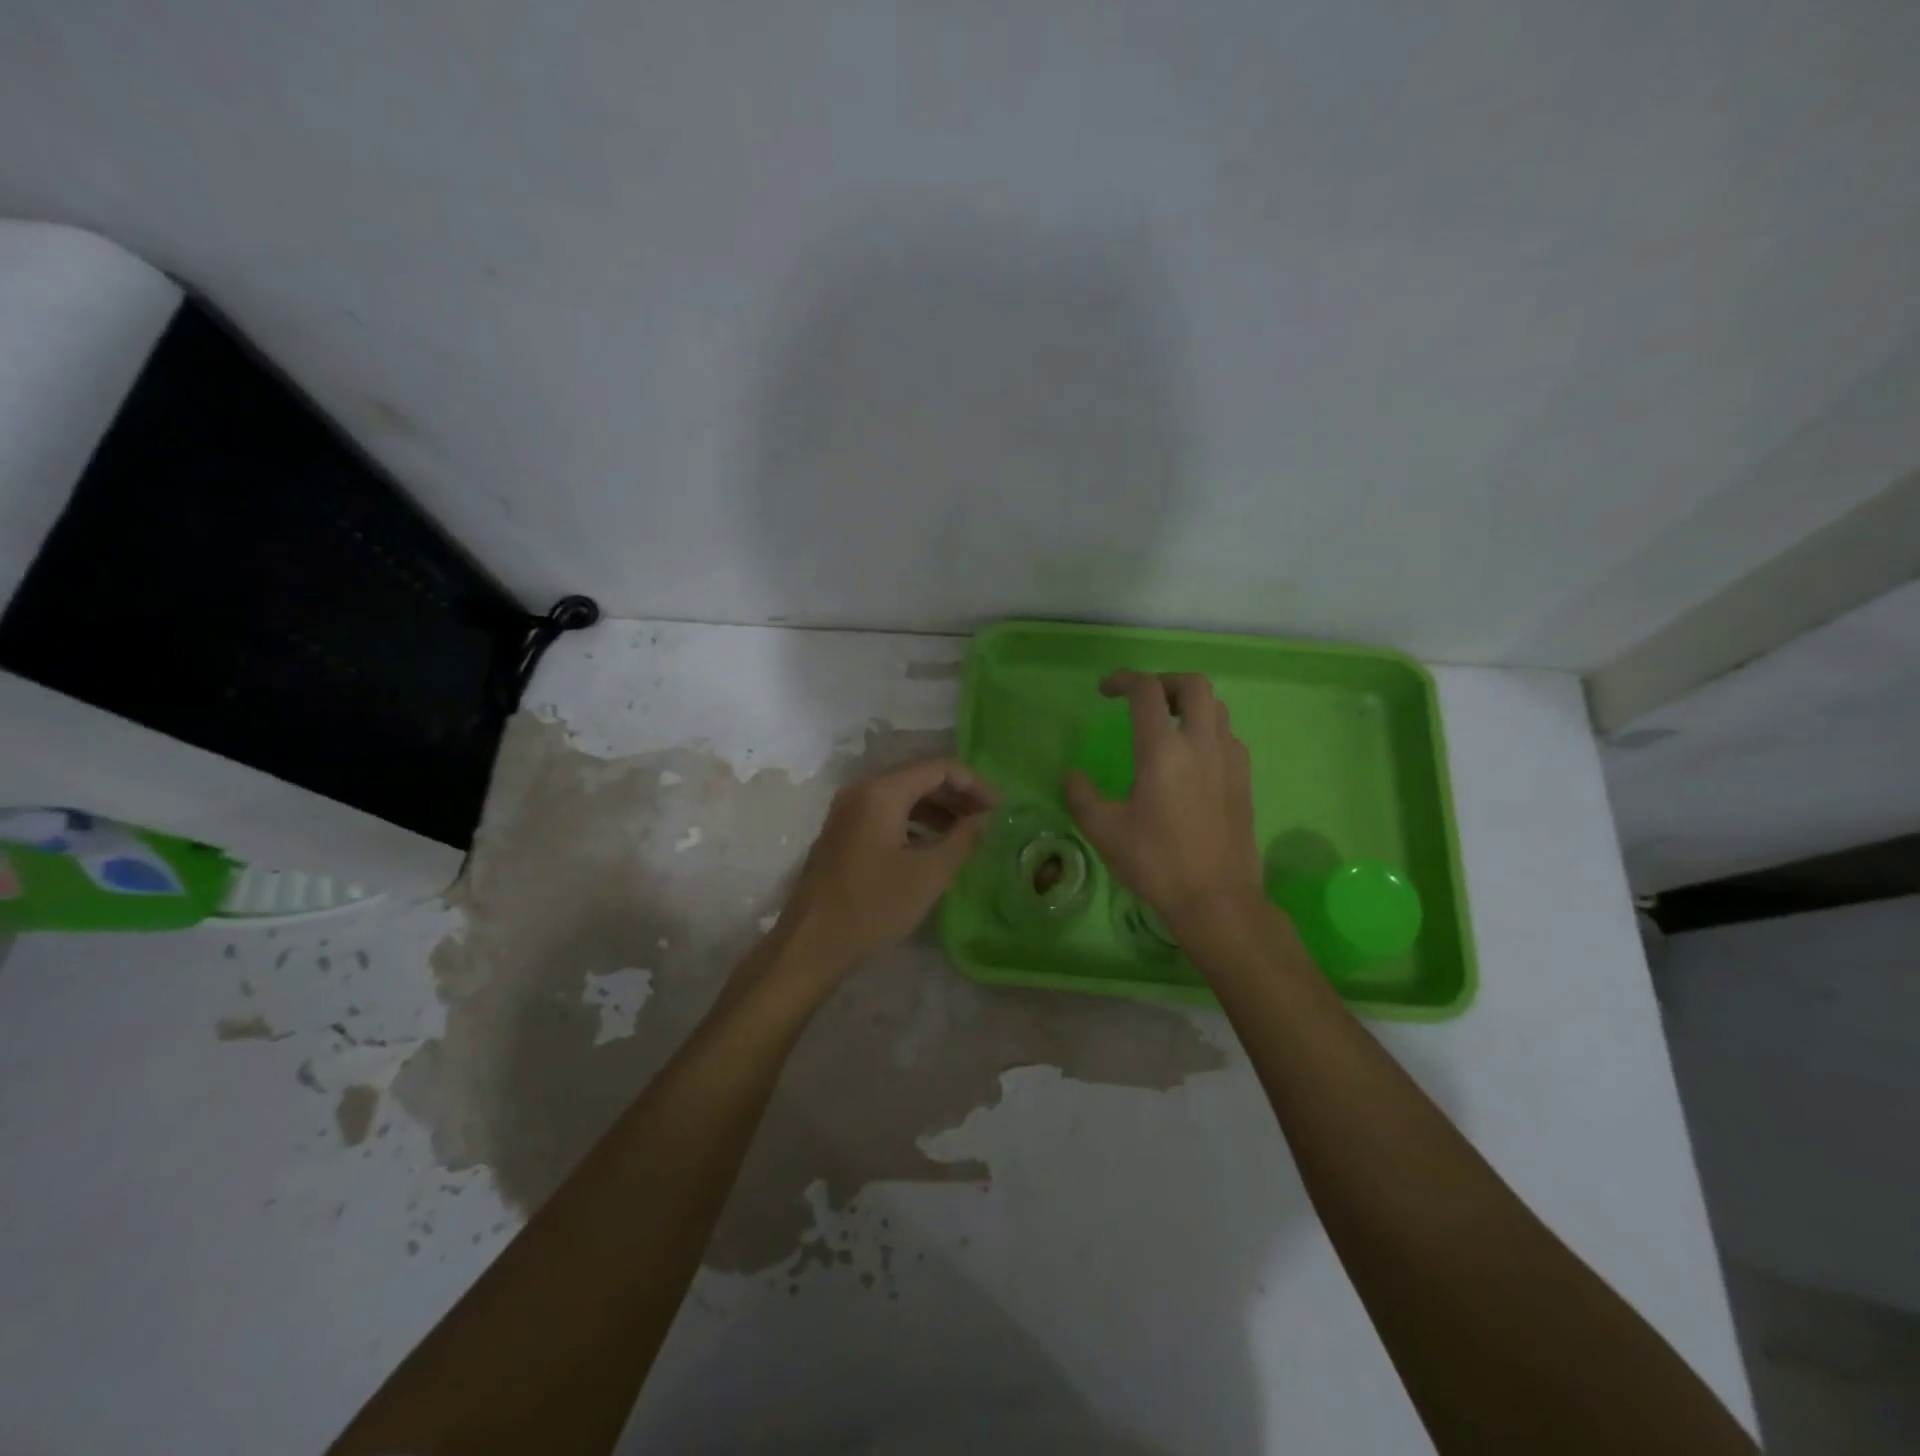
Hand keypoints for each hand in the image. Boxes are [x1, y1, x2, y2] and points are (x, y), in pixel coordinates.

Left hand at [780, 758, 994, 970]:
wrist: (812, 943)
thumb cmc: (875, 905)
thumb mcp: (929, 873)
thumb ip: (963, 839)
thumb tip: (985, 818)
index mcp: (882, 792)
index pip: (937, 768)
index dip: (972, 783)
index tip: (998, 808)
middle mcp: (861, 792)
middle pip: (917, 778)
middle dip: (955, 796)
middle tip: (986, 820)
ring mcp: (846, 813)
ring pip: (901, 797)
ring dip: (936, 810)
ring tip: (965, 835)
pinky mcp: (841, 834)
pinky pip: (884, 815)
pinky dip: (913, 823)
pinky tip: (932, 847)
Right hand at [1064, 671, 1262, 932]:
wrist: (1217, 899)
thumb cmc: (1156, 862)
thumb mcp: (1104, 830)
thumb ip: (1081, 796)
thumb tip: (1071, 775)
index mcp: (1162, 750)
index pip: (1146, 691)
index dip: (1123, 680)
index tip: (1105, 691)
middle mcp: (1201, 744)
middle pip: (1194, 684)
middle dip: (1165, 682)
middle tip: (1143, 700)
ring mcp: (1229, 760)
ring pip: (1216, 708)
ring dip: (1189, 705)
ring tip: (1166, 726)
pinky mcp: (1244, 780)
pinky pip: (1227, 736)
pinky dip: (1207, 731)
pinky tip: (1191, 760)